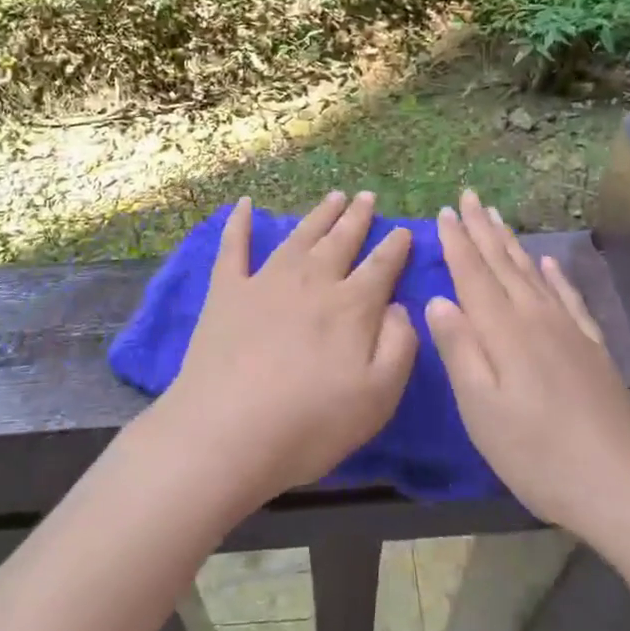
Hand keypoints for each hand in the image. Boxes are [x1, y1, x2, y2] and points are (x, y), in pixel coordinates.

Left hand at [158, 191, 416, 506]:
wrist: (226, 434)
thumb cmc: (310, 424)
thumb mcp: (378, 397)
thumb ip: (399, 345)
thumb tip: (399, 306)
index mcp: (351, 306)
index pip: (381, 266)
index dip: (395, 246)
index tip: (403, 230)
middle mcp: (312, 281)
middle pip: (341, 241)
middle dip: (357, 218)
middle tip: (366, 197)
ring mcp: (265, 281)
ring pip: (299, 237)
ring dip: (319, 215)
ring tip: (334, 196)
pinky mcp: (226, 292)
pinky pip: (234, 247)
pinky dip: (239, 223)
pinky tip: (244, 204)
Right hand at [426, 189, 629, 541]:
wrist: (624, 486)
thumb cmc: (538, 454)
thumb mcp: (481, 409)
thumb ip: (459, 350)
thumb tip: (438, 300)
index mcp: (504, 331)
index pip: (474, 274)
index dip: (457, 242)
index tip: (444, 211)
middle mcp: (536, 318)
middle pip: (503, 264)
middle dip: (482, 230)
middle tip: (468, 197)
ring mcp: (569, 331)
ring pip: (533, 275)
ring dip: (512, 244)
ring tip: (497, 218)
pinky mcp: (592, 349)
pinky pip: (569, 298)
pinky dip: (555, 276)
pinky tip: (549, 264)